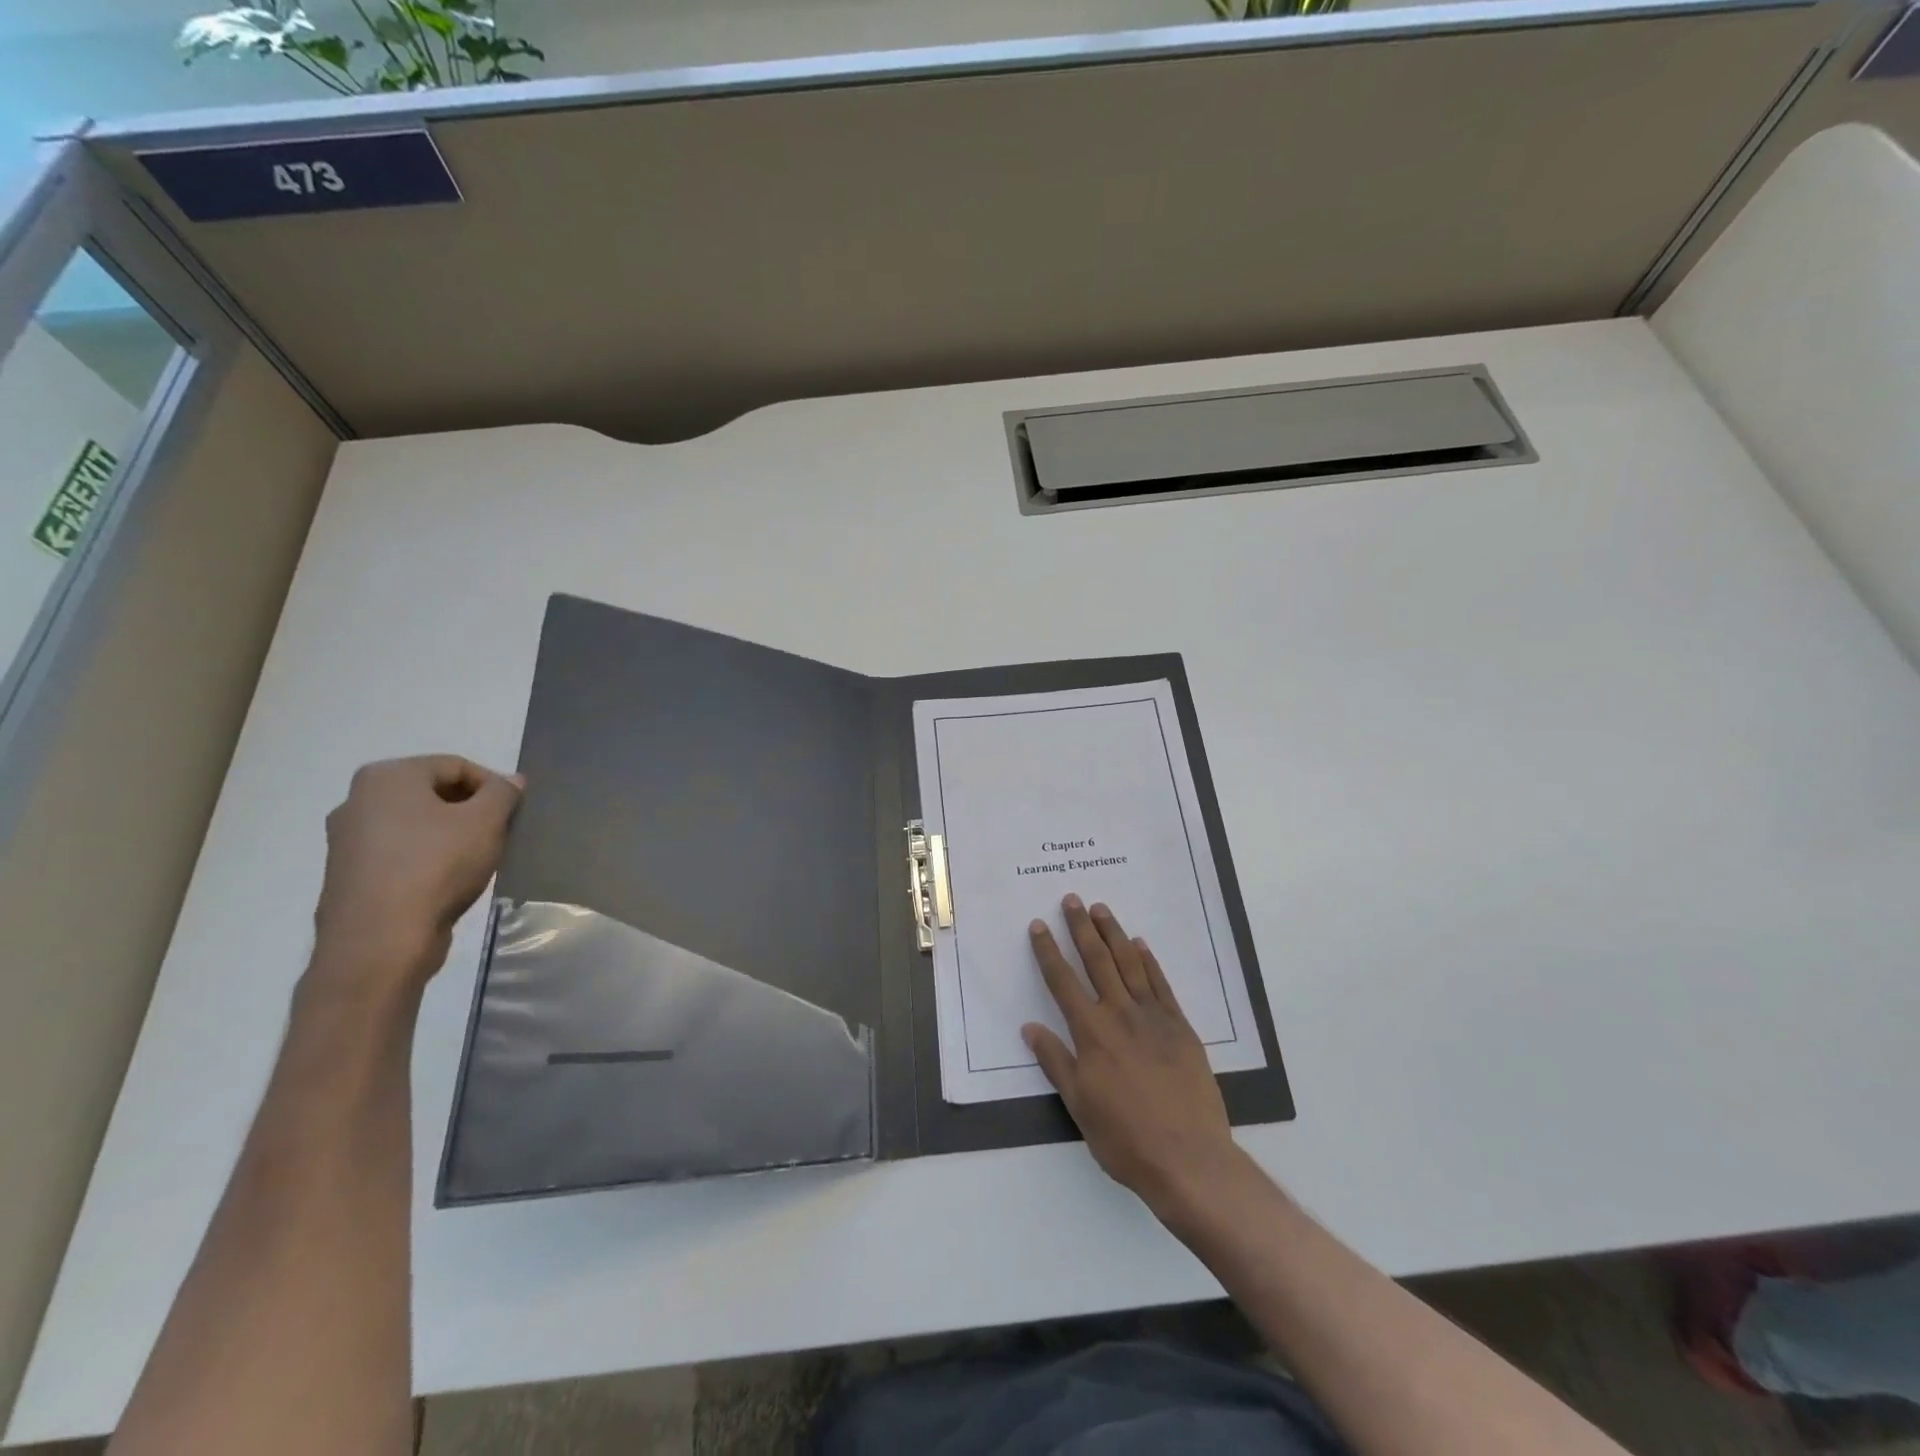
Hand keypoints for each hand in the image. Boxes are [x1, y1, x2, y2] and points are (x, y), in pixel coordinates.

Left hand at [313, 755, 522, 989]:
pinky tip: (449, 881)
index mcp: (387, 777)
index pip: (456, 766)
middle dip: (471, 810)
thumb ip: (504, 793)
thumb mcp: (487, 821)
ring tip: (478, 859)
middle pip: (433, 793)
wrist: (380, 941)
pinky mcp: (348, 875)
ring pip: (417, 825)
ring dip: (451, 835)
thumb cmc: (437, 866)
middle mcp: (357, 800)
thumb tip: (511, 781)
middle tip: (500, 834)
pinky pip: (400, 853)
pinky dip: (428, 859)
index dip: (494, 786)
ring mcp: (346, 840)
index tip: (514, 813)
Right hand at [1024, 894, 1243, 1216]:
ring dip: (1113, 934)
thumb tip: (1030, 1028)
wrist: (1189, 1159)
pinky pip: (1161, 984)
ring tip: (1101, 909)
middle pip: (1097, 961)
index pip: (1063, 982)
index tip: (1039, 926)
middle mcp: (1120, 1015)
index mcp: (1092, 1033)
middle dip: (1081, 929)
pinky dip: (1149, 961)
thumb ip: (1056, 1062)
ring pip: (1129, 964)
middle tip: (1072, 900)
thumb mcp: (1079, 1105)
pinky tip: (1140, 945)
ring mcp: (1154, 1018)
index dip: (1048, 952)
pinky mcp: (1180, 1027)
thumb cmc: (1125, 1138)